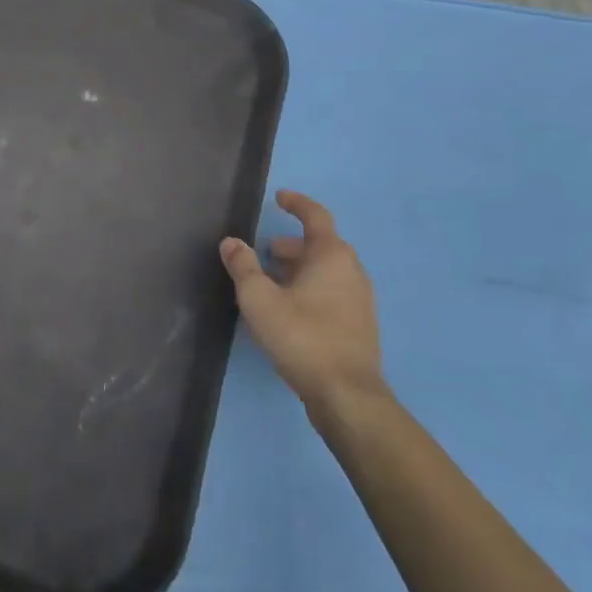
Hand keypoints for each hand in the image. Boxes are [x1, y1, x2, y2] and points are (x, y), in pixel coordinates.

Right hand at [220, 190, 384, 417]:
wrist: (347, 394)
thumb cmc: (302, 337)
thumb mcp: (260, 299)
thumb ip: (243, 267)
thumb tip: (231, 242)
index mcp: (331, 255)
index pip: (315, 216)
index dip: (296, 203)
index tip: (279, 197)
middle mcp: (351, 270)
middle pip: (320, 245)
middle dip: (291, 245)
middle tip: (264, 252)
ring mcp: (360, 299)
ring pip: (326, 271)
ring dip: (299, 269)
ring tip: (270, 282)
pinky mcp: (359, 324)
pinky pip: (332, 291)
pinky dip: (310, 288)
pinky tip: (289, 309)